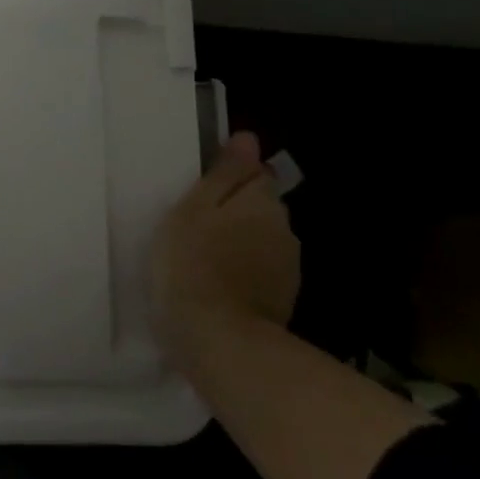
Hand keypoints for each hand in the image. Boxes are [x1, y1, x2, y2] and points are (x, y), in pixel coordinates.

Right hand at [151, 132, 299, 367]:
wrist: (218, 340)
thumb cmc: (192, 262)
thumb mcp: (194, 207)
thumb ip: (224, 173)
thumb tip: (248, 139)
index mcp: (262, 201)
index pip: (257, 174)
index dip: (231, 178)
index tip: (202, 190)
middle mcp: (284, 230)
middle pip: (261, 209)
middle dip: (237, 212)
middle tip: (196, 224)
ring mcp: (287, 270)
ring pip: (262, 242)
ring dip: (240, 244)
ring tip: (204, 257)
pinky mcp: (281, 303)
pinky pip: (260, 274)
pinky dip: (243, 274)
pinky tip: (217, 284)